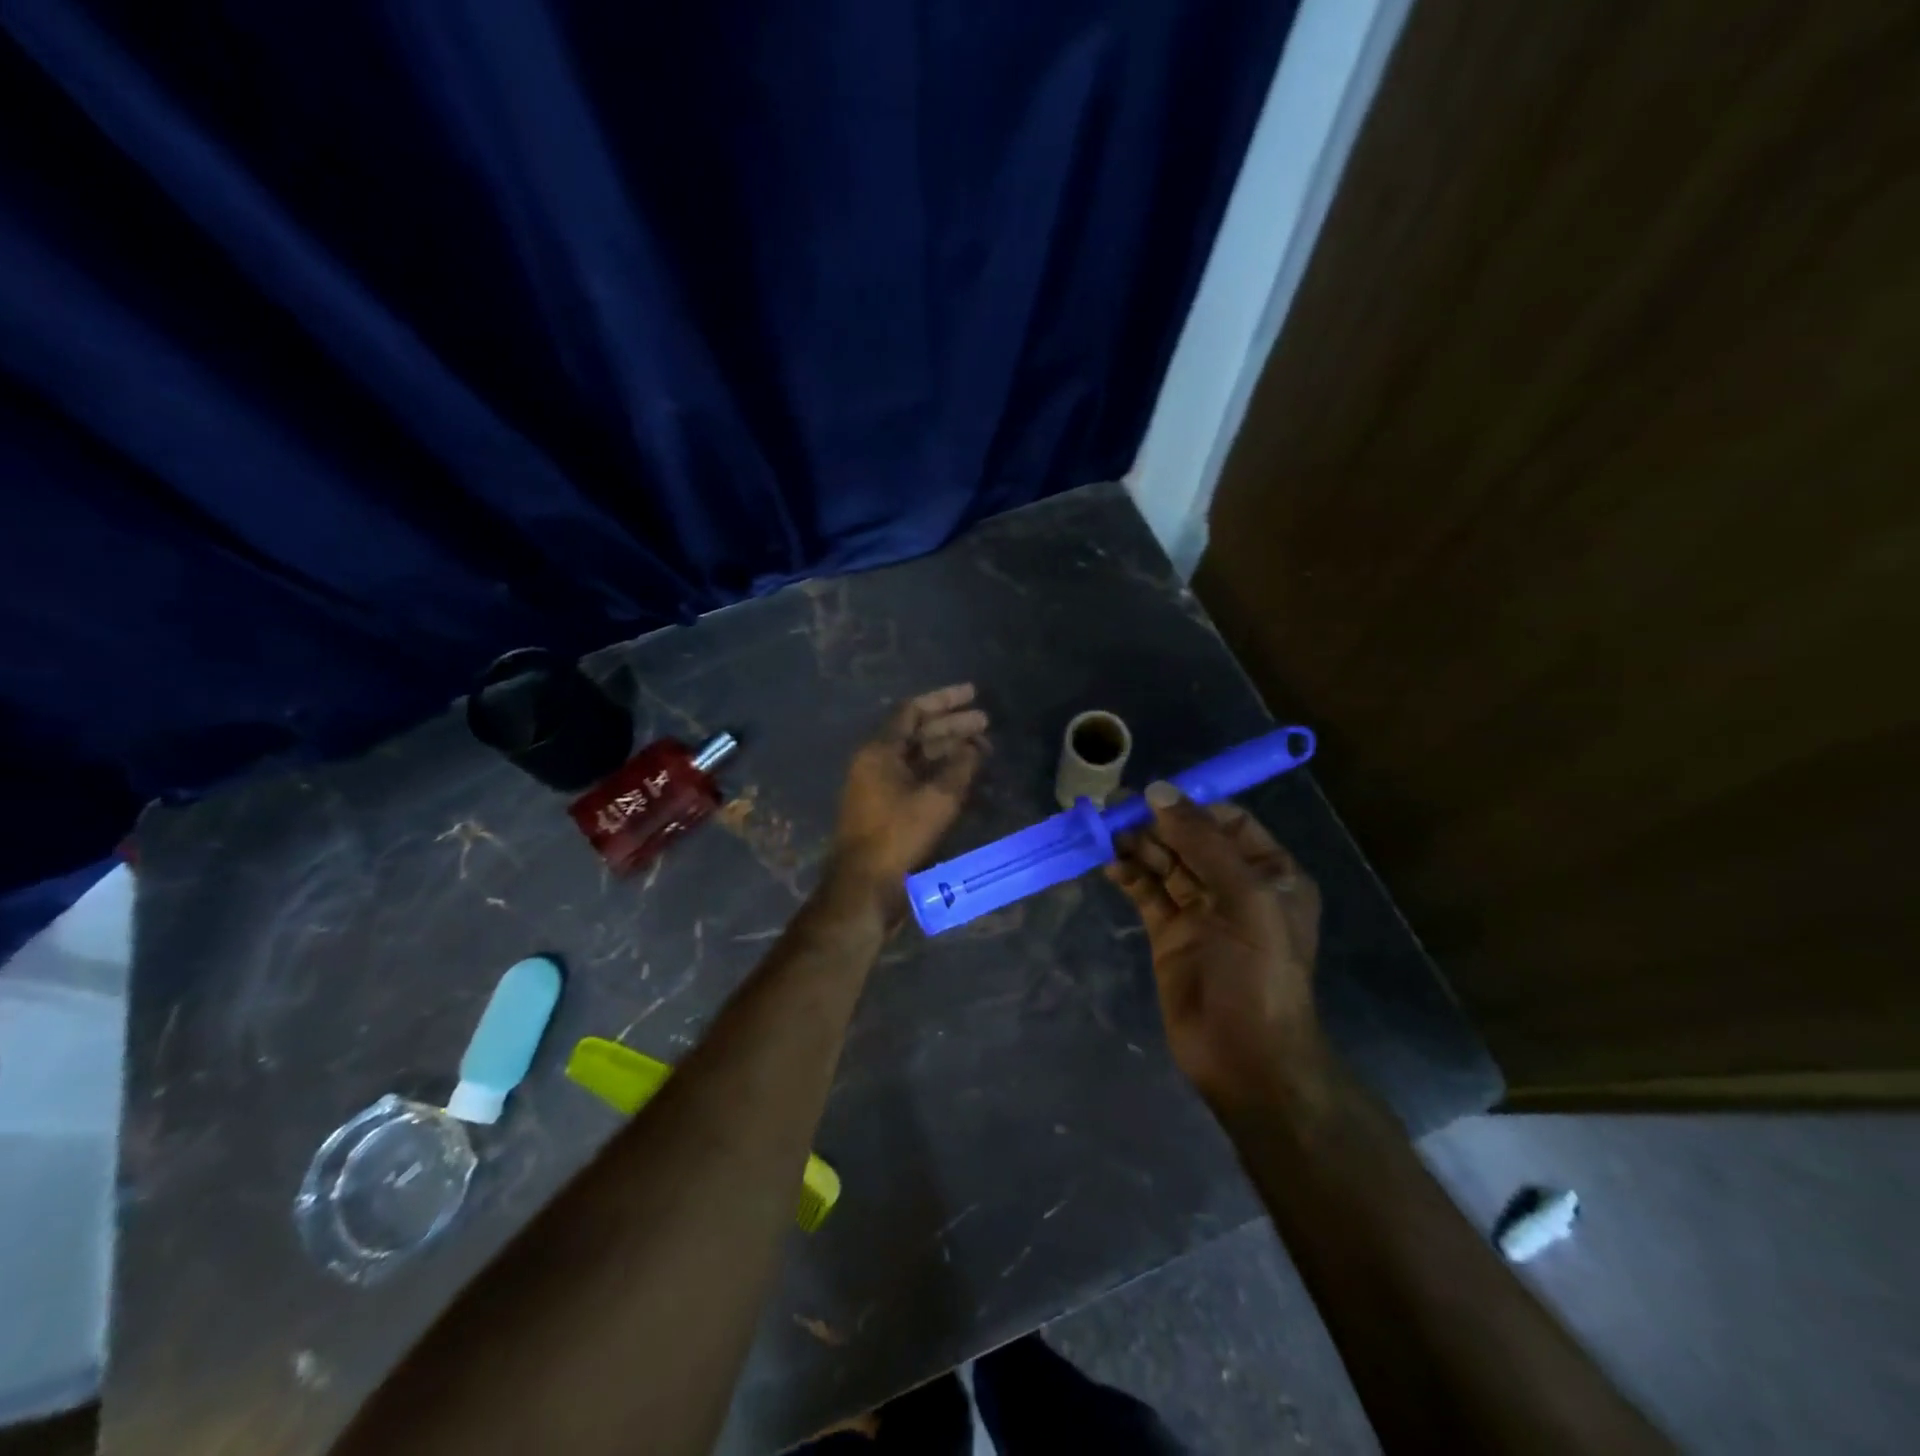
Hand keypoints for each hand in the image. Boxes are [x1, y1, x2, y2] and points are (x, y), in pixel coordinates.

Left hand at [833, 684, 988, 904]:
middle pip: (918, 733)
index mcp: (879, 750)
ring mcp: (879, 786)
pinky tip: (966, 776)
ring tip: (984, 749)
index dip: (945, 700)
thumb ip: (961, 766)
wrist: (865, 886)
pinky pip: (916, 779)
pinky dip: (941, 774)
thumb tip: (975, 747)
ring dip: (950, 750)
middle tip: (987, 723)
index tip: (974, 694)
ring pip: (919, 758)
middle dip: (953, 726)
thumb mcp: (938, 798)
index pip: (913, 711)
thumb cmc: (899, 836)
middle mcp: (876, 762)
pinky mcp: (886, 809)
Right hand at [1106, 782, 1324, 1108]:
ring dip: (1138, 846)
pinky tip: (1111, 866)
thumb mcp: (1244, 900)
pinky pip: (1147, 892)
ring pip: (1165, 863)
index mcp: (1270, 874)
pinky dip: (1130, 876)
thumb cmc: (1258, 973)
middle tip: (1114, 809)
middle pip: (1191, 840)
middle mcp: (1236, 886)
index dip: (1190, 806)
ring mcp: (1200, 910)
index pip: (1228, 822)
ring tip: (1106, 834)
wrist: (1245, 1058)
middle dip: (1156, 824)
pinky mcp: (1169, 933)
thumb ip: (1202, 843)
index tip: (1151, 796)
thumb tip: (1159, 791)